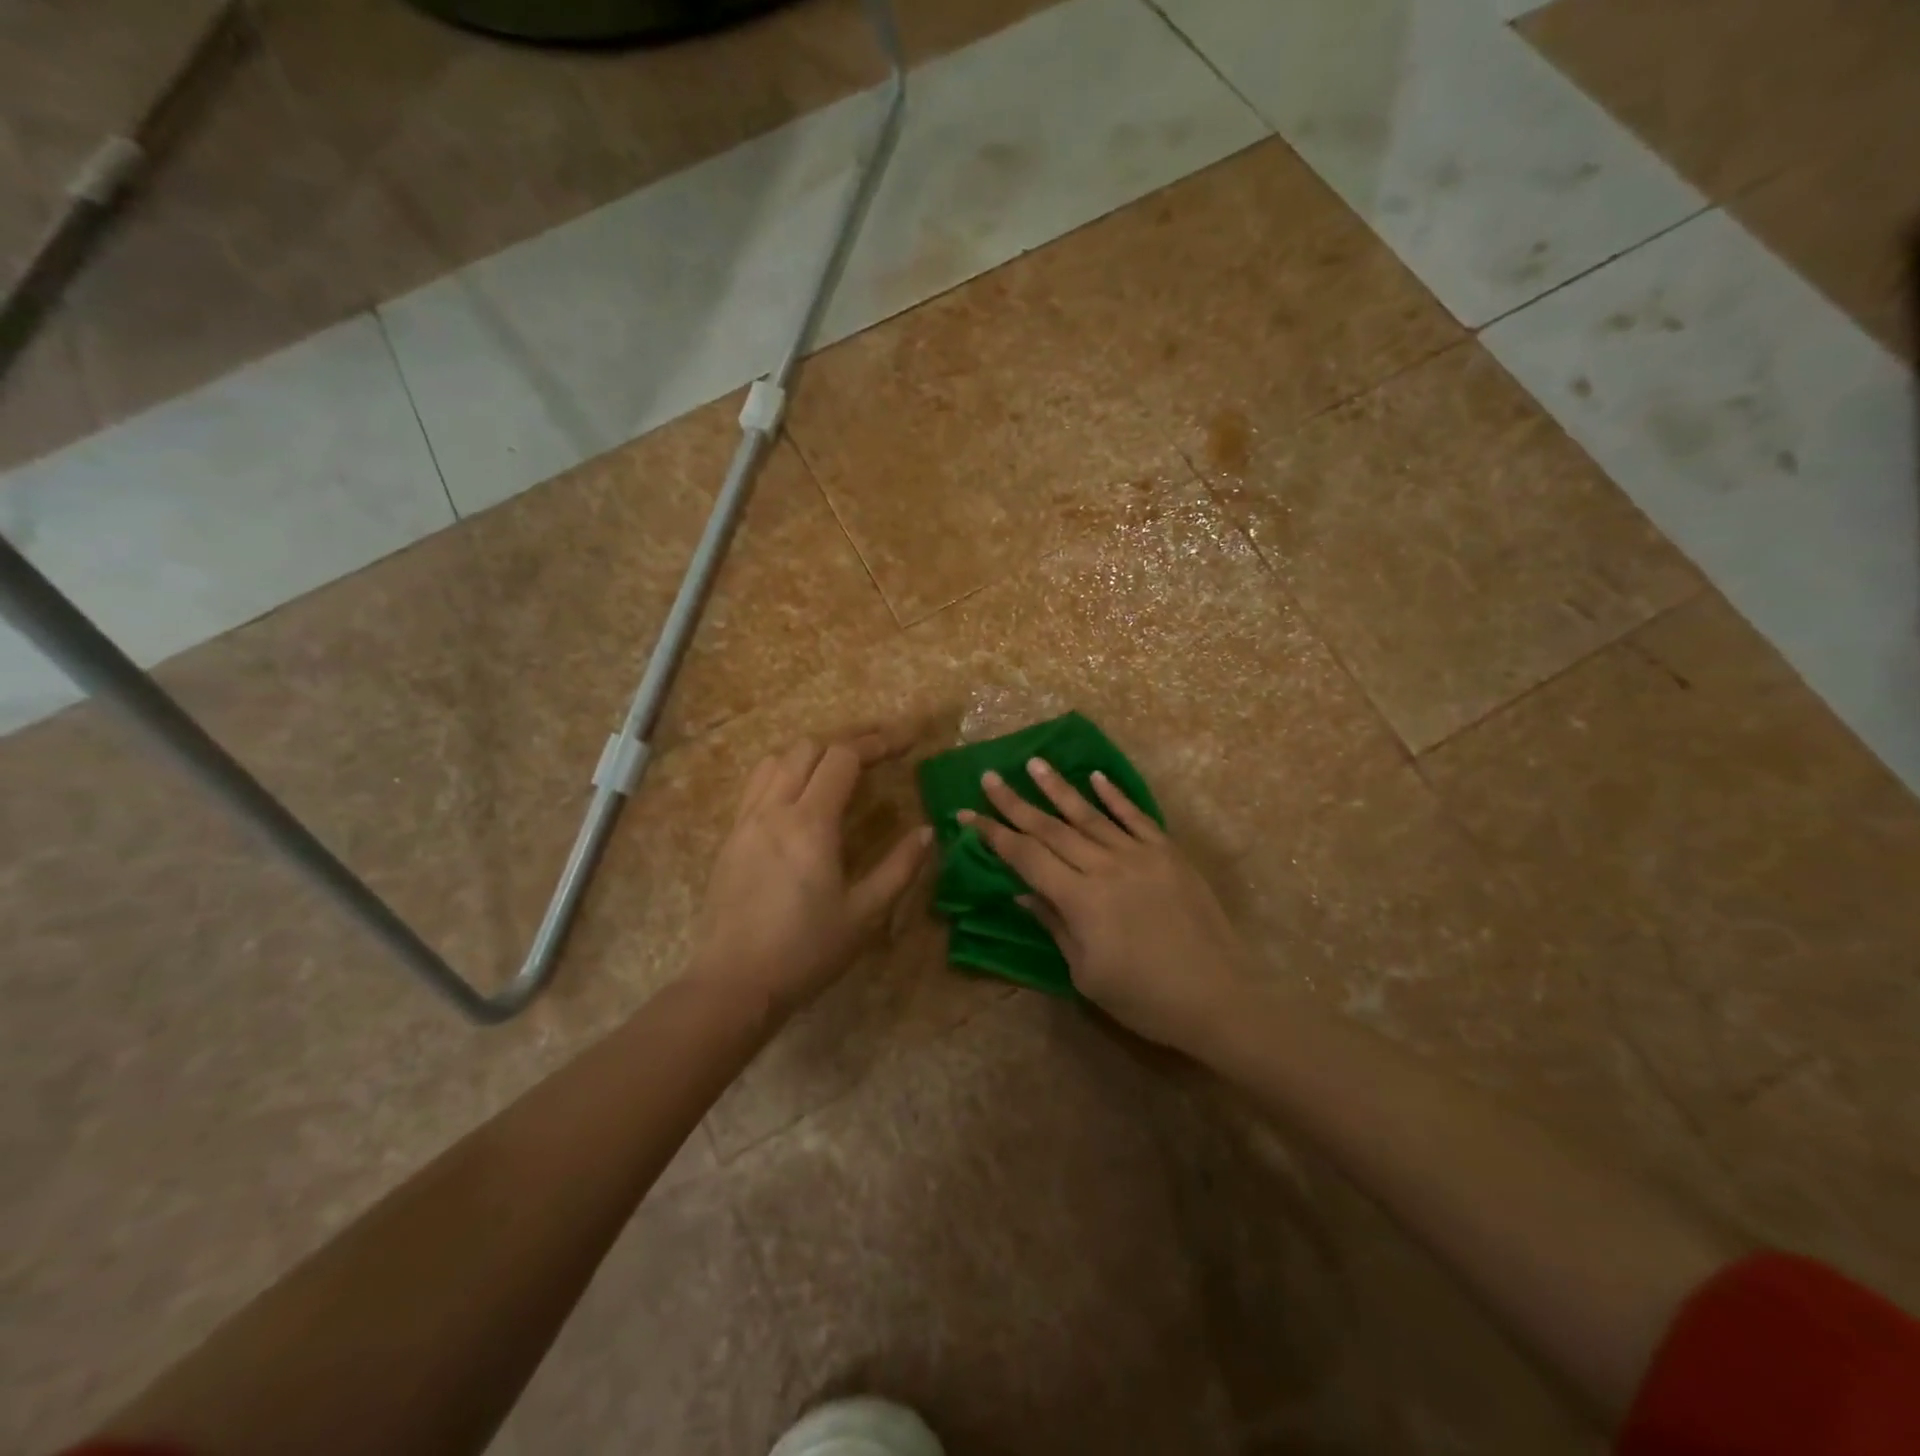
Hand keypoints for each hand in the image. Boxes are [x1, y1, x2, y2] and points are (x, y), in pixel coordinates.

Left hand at [691, 732, 931, 1014]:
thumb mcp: (865, 914)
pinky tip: (800, 796)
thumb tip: (926, 832)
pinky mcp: (730, 838)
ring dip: (812, 753)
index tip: (906, 741)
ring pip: (777, 760)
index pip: (843, 758)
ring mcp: (746, 821)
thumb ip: (900, 868)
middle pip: (809, 748)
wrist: (733, 984)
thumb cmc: (805, 952)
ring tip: (839, 768)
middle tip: (880, 750)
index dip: (878, 743)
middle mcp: (774, 810)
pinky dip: (785, 772)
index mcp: (810, 823)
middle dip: (848, 741)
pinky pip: (757, 785)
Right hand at [959, 758, 1250, 1052]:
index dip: (994, 835)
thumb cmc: (1144, 998)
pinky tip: (1095, 776)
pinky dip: (1114, 795)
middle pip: (1051, 828)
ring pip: (1090, 814)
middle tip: (989, 777)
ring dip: (1058, 788)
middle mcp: (1106, 866)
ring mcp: (1140, 855)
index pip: (1026, 857)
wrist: (1218, 998)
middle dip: (1015, 803)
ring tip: (1032, 763)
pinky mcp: (1169, 853)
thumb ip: (1054, 925)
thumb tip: (1022, 892)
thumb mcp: (1087, 973)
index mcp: (1081, 900)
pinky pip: (1136, 817)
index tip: (967, 814)